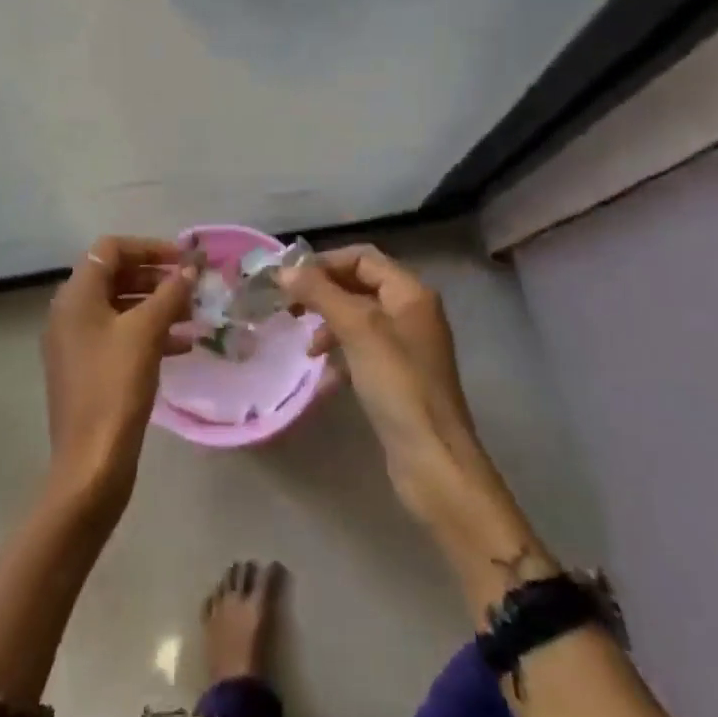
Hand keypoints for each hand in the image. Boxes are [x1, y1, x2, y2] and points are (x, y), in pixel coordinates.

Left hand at [42, 236, 193, 518]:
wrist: (91, 461)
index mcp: (76, 296)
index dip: (149, 247)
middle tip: (192, 286)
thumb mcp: (146, 333)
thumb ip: (170, 293)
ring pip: (121, 308)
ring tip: (195, 315)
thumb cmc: (116, 386)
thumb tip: (190, 269)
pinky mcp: (88, 369)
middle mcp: (70, 313)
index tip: (183, 260)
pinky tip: (182, 345)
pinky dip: (149, 332)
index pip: (111, 249)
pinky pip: (120, 336)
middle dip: (156, 277)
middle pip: (115, 276)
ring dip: (157, 305)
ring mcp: (76, 343)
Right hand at [278, 246, 489, 522]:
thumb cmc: (397, 384)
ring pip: (357, 319)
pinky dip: (340, 357)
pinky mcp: (398, 376)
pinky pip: (362, 351)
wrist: (433, 458)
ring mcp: (406, 346)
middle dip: (323, 294)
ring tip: (306, 348)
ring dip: (328, 326)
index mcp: (411, 292)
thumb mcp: (357, 330)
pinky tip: (323, 380)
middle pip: (359, 286)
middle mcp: (412, 312)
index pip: (363, 258)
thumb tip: (284, 269)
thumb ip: (320, 293)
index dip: (325, 262)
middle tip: (289, 309)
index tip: (290, 279)